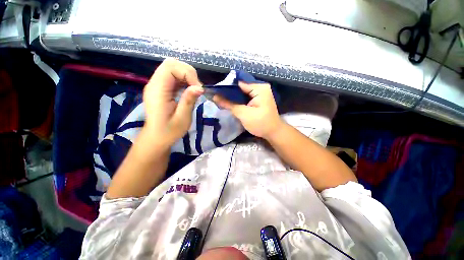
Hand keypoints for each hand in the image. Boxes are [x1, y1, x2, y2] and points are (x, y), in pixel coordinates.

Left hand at [143, 58, 203, 145]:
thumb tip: (200, 88)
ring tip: (194, 90)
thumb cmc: (169, 131)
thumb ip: (189, 100)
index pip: (170, 67)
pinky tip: (189, 91)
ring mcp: (157, 85)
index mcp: (157, 90)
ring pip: (173, 68)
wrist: (157, 137)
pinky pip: (173, 77)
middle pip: (171, 63)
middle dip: (188, 72)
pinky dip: (184, 80)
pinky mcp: (161, 88)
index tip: (198, 88)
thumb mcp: (182, 118)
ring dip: (187, 76)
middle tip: (197, 88)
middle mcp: (155, 83)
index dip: (188, 73)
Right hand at [213, 82, 282, 139]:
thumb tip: (215, 96)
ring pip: (242, 93)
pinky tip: (230, 103)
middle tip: (216, 96)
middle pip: (240, 87)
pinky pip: (245, 98)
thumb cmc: (260, 123)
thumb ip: (229, 104)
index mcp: (259, 88)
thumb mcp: (243, 114)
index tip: (215, 91)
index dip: (226, 87)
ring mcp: (259, 94)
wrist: (273, 133)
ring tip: (220, 99)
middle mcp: (260, 88)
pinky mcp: (258, 100)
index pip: (239, 83)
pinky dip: (238, 101)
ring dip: (233, 97)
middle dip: (229, 93)